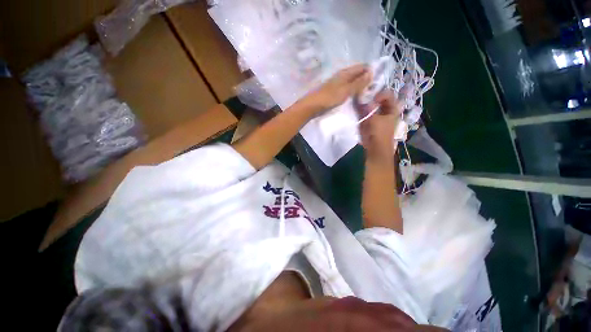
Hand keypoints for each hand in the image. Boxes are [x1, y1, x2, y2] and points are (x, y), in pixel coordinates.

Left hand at [303, 64, 371, 114]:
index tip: (379, 80)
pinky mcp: (334, 91)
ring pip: (353, 81)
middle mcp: (342, 75)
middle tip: (375, 90)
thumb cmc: (329, 98)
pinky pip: (347, 88)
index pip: (362, 67)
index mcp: (345, 72)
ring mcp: (337, 84)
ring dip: (360, 86)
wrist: (312, 106)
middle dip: (367, 79)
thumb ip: (358, 82)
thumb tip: (371, 72)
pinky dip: (353, 91)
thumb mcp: (346, 90)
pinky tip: (356, 97)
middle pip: (358, 74)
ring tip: (368, 94)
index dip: (371, 71)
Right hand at [356, 90, 403, 160]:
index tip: (372, 98)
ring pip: (372, 106)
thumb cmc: (379, 133)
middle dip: (371, 98)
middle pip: (379, 100)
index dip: (380, 94)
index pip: (388, 95)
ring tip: (359, 103)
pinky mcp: (371, 122)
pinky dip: (363, 111)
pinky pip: (367, 113)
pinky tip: (358, 111)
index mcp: (392, 109)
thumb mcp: (375, 119)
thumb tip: (365, 101)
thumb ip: (369, 109)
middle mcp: (386, 111)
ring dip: (366, 105)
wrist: (376, 148)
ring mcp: (378, 117)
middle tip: (362, 98)